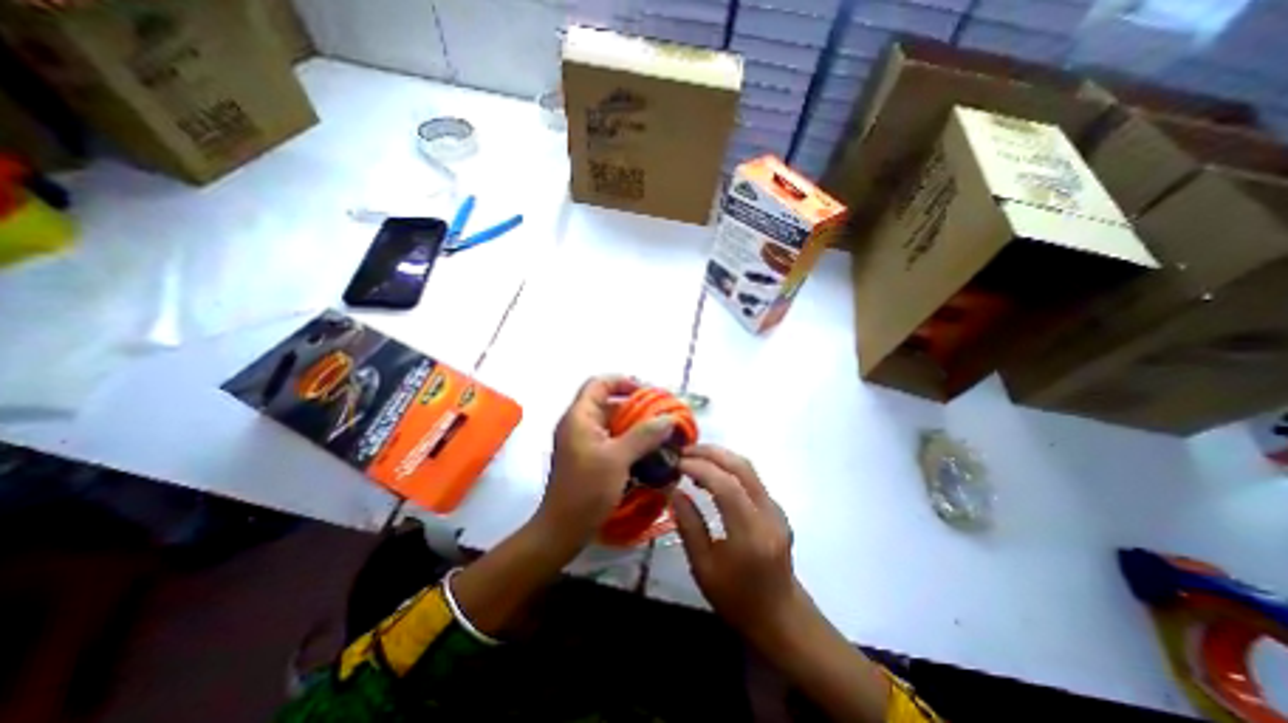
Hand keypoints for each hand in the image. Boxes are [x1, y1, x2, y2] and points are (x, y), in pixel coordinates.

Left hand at [531, 379, 673, 553]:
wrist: (562, 530)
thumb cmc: (586, 490)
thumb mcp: (618, 459)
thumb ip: (644, 435)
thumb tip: (669, 417)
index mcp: (580, 417)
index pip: (599, 383)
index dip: (623, 382)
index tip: (648, 393)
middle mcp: (579, 424)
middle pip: (608, 402)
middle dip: (636, 406)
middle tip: (662, 414)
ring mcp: (583, 441)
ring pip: (612, 422)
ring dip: (635, 424)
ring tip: (661, 432)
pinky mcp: (589, 457)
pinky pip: (612, 439)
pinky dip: (630, 440)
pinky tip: (649, 450)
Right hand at [676, 447, 803, 643]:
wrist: (780, 615)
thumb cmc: (736, 599)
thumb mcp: (703, 568)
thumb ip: (689, 526)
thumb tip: (674, 491)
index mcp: (751, 534)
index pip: (727, 486)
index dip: (700, 468)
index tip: (677, 463)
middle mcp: (769, 514)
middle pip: (742, 467)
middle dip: (711, 453)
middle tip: (683, 452)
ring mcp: (776, 509)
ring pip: (748, 468)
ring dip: (719, 457)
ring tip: (692, 460)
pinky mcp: (776, 508)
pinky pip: (750, 478)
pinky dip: (727, 469)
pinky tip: (710, 476)